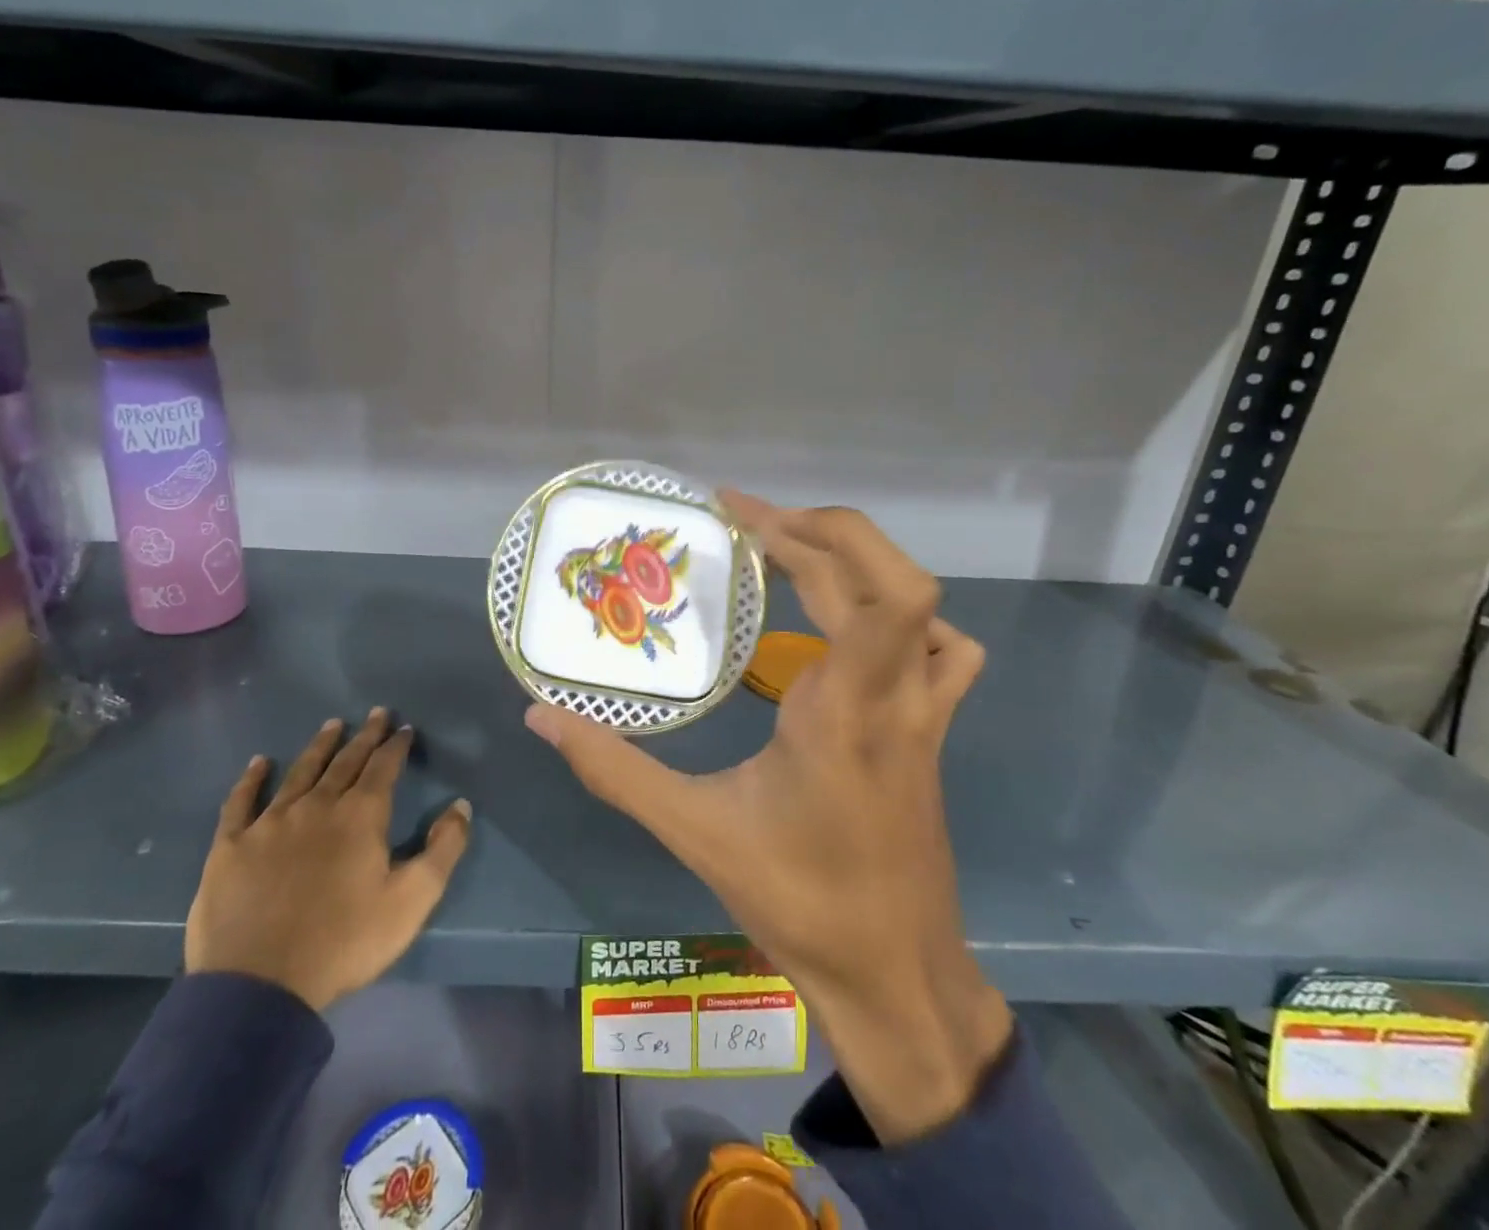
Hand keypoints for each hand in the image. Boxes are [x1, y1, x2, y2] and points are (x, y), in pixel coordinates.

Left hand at [186, 708, 472, 1011]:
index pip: (383, 767)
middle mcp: (317, 806)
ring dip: (319, 747)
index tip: (404, 728)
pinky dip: (251, 780)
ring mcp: (270, 823)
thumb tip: (461, 805)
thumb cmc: (344, 942)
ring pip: (300, 772)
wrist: (260, 986)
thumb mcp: (412, 900)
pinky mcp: (232, 846)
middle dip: (364, 736)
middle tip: (376, 714)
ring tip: (332, 725)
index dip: (396, 746)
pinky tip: (258, 763)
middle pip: (345, 762)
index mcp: (360, 816)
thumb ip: (443, 849)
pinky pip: (241, 802)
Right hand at [525, 492, 1011, 1143]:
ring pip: (923, 607)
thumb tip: (541, 717)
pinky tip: (861, 631)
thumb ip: (615, 769)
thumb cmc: (799, 900)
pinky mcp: (933, 731)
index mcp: (842, 709)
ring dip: (860, 565)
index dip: (810, 532)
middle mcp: (894, 696)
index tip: (740, 513)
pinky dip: (910, 620)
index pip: (867, 591)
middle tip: (748, 523)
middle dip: (818, 531)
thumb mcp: (694, 831)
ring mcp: (924, 713)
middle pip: (891, 578)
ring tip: (794, 558)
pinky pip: (947, 654)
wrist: (897, 974)